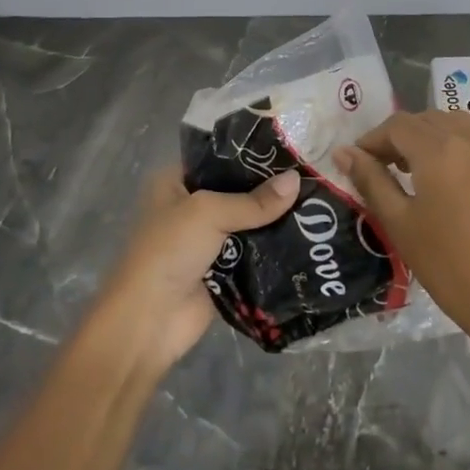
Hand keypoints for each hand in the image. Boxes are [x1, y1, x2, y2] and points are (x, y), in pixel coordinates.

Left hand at [93, 165, 300, 372]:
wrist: (150, 321)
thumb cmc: (169, 251)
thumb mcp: (209, 213)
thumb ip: (254, 200)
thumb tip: (298, 180)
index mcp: (175, 183)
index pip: (218, 159)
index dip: (251, 154)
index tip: (290, 149)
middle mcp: (190, 208)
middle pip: (237, 192)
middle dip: (269, 189)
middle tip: (312, 177)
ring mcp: (207, 242)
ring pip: (248, 224)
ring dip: (275, 220)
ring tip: (319, 205)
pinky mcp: (223, 272)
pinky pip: (254, 254)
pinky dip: (274, 250)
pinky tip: (308, 238)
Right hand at [335, 112, 469, 357]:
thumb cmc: (447, 266)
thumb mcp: (399, 223)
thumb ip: (371, 180)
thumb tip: (344, 153)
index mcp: (440, 150)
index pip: (398, 126)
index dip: (374, 139)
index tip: (360, 161)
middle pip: (429, 119)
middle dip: (403, 136)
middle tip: (387, 165)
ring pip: (459, 123)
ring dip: (434, 136)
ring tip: (421, 169)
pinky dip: (463, 147)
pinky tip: (457, 179)